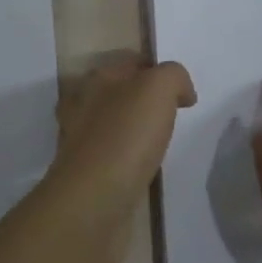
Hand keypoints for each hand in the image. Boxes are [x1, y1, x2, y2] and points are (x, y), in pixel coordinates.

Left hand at [49, 56, 195, 261]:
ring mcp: (79, 140)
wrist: (94, 200)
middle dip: (145, 101)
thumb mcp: (157, 89)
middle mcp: (81, 105)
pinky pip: (112, 156)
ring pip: (113, 125)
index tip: (182, 92)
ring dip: (135, 130)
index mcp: (95, 79)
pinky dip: (128, 158)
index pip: (129, 62)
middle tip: (173, 117)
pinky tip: (144, 168)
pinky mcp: (84, 173)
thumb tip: (182, 91)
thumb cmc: (125, 136)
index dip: (157, 70)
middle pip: (119, 93)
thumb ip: (173, 77)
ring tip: (161, 143)